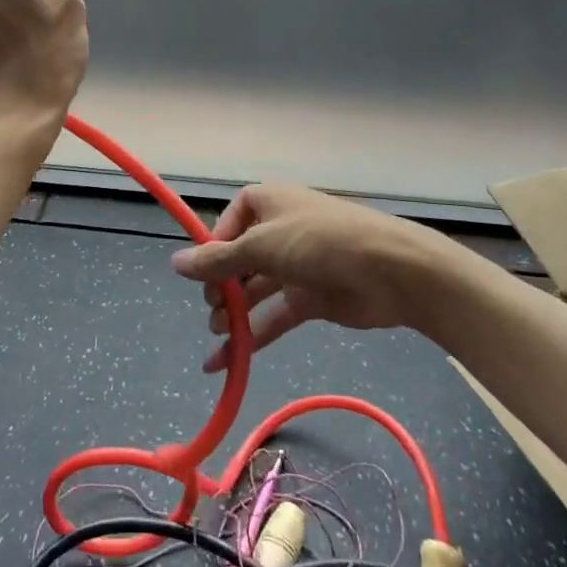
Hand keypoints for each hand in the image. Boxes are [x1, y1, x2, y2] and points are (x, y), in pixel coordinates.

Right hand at [171, 184, 450, 370]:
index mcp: (269, 203)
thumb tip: (176, 264)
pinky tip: (227, 363)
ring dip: (234, 314)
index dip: (215, 245)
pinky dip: (252, 337)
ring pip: (255, 291)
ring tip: (219, 336)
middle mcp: (280, 231)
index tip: (204, 272)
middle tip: (214, 310)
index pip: (230, 221)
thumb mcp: (262, 245)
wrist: (391, 271)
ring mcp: (297, 266)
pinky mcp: (312, 299)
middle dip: (222, 286)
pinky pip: (273, 316)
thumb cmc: (320, 241)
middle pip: (240, 258)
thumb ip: (219, 260)